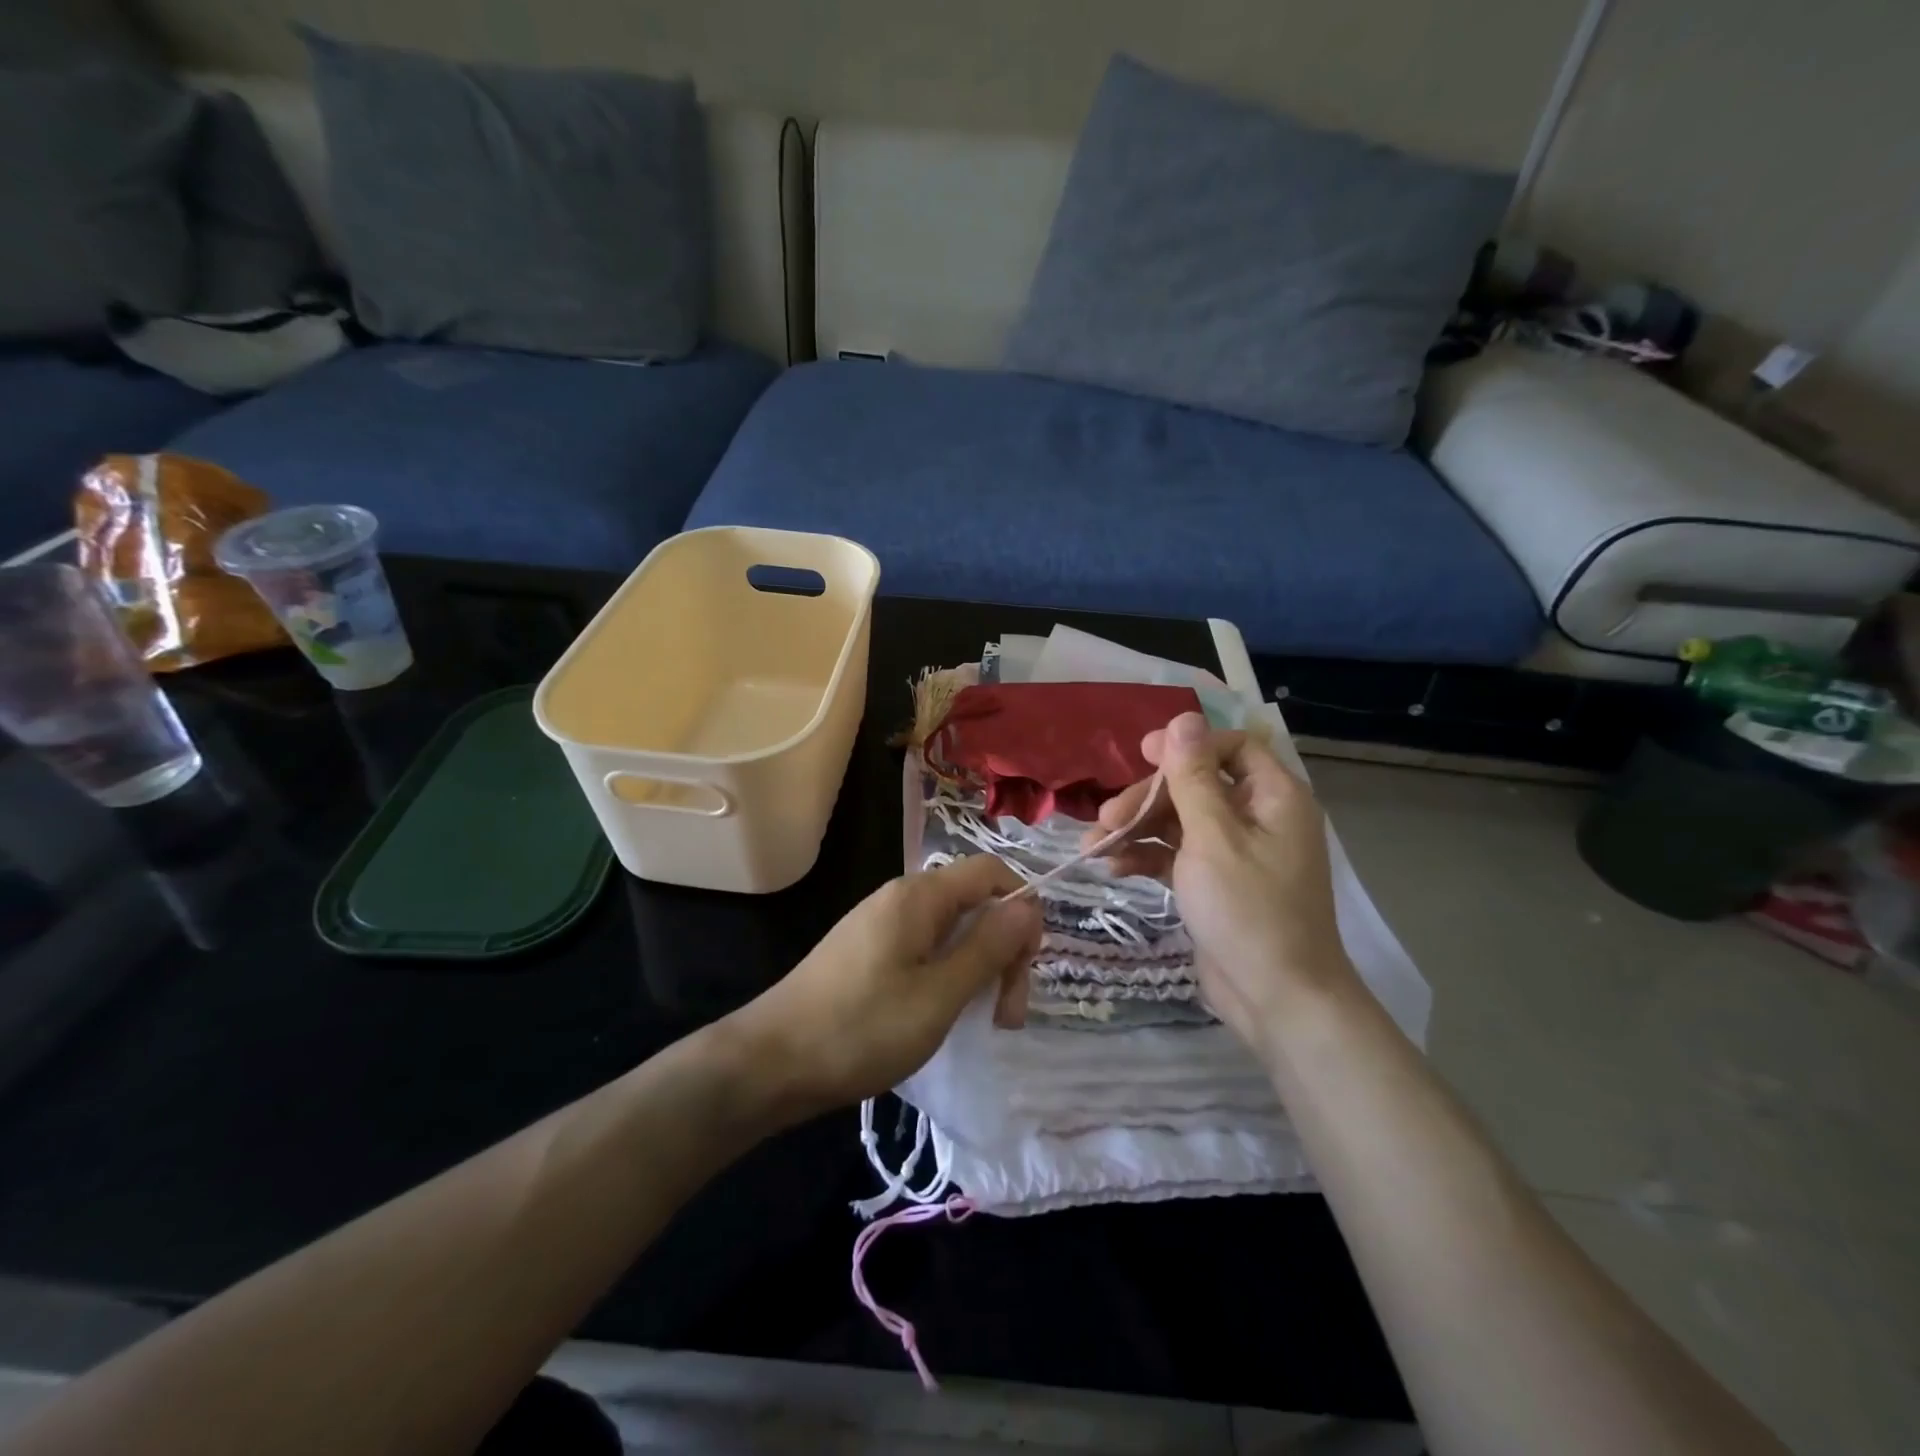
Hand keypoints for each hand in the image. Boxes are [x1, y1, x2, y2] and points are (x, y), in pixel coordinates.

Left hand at [725, 855, 1041, 1116]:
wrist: (771, 1062)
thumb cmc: (861, 1029)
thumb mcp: (939, 995)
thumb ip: (988, 947)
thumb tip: (1028, 905)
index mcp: (920, 896)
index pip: (991, 872)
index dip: (1022, 908)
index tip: (1026, 966)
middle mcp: (901, 897)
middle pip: (974, 902)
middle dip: (1002, 949)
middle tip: (1006, 1014)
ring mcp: (880, 923)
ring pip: (951, 929)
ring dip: (977, 967)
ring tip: (981, 1020)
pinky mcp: (867, 950)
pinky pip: (924, 947)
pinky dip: (947, 974)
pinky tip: (942, 1013)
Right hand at [1085, 712, 1356, 1051]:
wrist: (1276, 999)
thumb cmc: (1249, 910)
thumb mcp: (1213, 837)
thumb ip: (1193, 777)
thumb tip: (1183, 718)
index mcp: (1273, 797)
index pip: (1231, 748)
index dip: (1186, 746)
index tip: (1142, 755)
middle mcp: (1257, 818)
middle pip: (1195, 786)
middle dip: (1147, 798)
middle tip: (1106, 817)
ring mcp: (1234, 853)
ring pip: (1178, 822)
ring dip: (1136, 830)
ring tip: (1093, 846)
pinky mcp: (1213, 883)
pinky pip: (1175, 855)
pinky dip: (1146, 858)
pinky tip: (1113, 868)